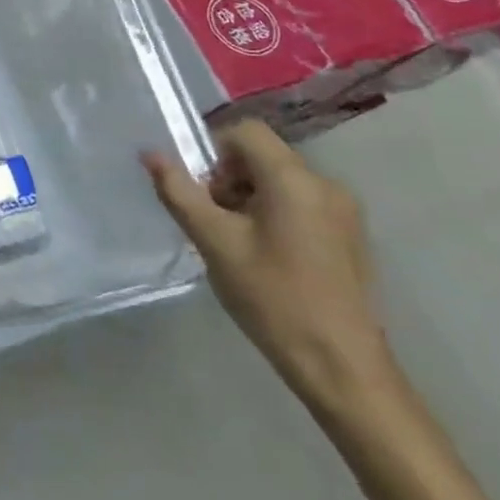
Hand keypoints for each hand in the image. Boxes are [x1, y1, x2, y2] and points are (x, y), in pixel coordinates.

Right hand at [143, 119, 396, 414]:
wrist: (342, 367)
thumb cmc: (273, 297)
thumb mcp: (214, 242)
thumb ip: (178, 191)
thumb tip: (149, 153)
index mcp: (294, 179)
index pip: (244, 132)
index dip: (212, 150)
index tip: (200, 191)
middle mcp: (325, 185)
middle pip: (262, 156)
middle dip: (227, 179)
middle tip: (212, 222)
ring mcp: (344, 212)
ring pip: (279, 182)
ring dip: (248, 199)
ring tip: (235, 244)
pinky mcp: (349, 237)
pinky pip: (299, 204)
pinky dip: (272, 216)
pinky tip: (265, 258)